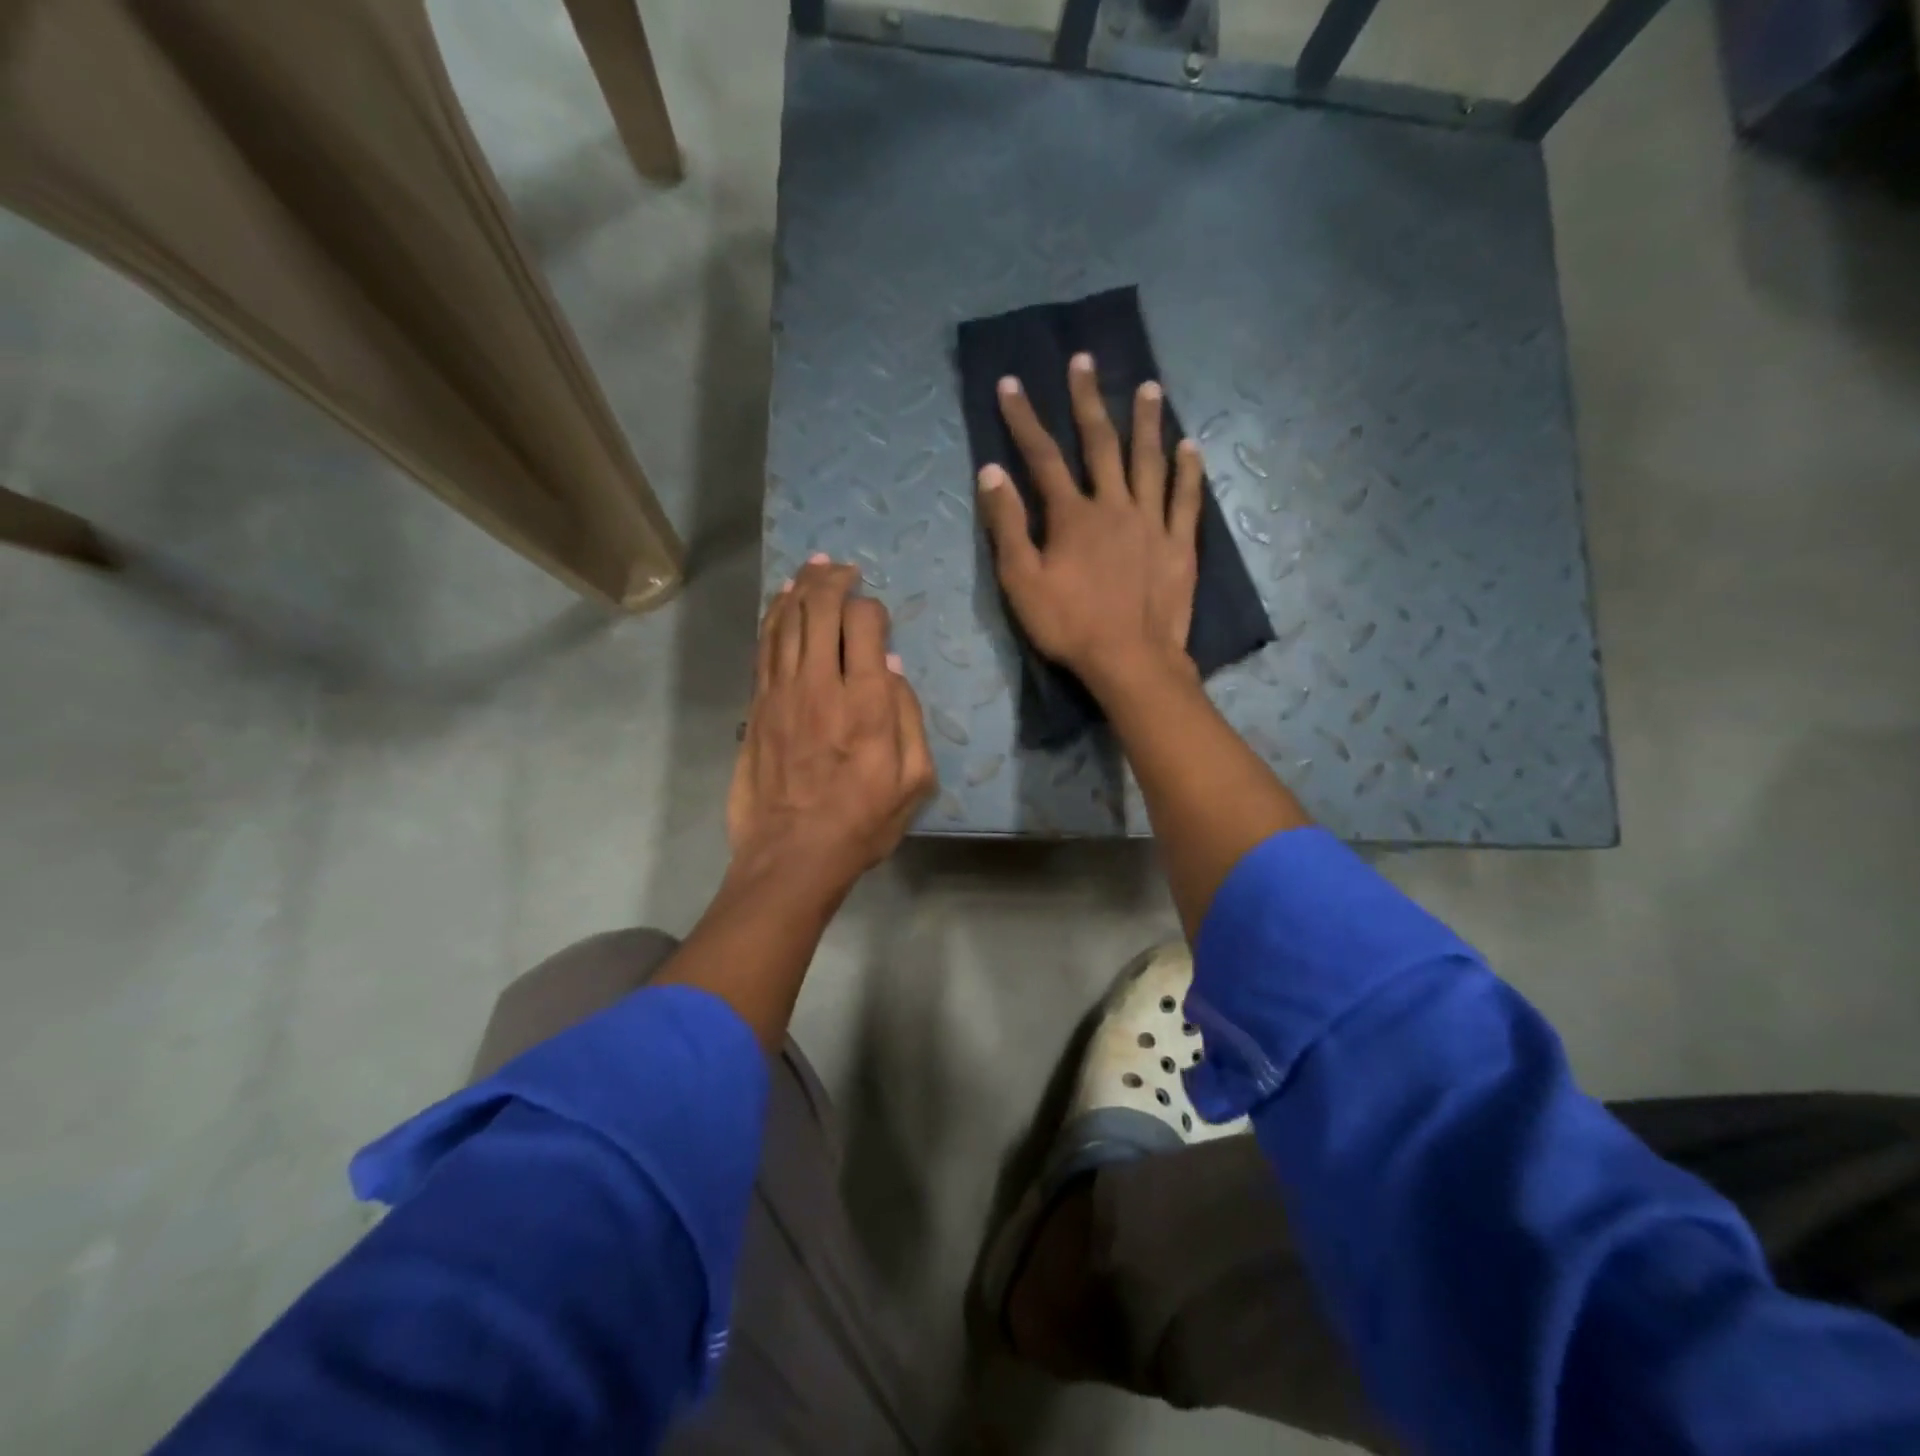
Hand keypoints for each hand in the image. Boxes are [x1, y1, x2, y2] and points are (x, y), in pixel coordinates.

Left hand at [727, 556, 936, 895]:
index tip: (877, 617)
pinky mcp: (756, 706)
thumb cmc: (862, 822)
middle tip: (842, 569)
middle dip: (833, 580)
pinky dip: (773, 616)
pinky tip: (781, 601)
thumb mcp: (914, 781)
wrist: (793, 855)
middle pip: (820, 609)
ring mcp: (781, 692)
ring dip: (800, 588)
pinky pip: (764, 646)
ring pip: (786, 620)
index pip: (865, 624)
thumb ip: (909, 717)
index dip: (872, 608)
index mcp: (867, 702)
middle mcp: (821, 684)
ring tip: (812, 569)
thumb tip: (892, 667)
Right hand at [976, 352, 1204, 692]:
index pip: (1042, 456)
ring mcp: (1152, 522)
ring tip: (1149, 386)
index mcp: (1073, 515)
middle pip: (1100, 444)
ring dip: (1147, 422)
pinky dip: (1189, 471)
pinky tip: (1190, 446)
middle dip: (1087, 400)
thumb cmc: (1069, 626)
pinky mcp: (1180, 545)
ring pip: (1149, 461)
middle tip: (1085, 361)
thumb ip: (1007, 525)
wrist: (1131, 661)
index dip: (1024, 419)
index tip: (1011, 384)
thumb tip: (991, 472)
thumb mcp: (1022, 582)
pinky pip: (1187, 499)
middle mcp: (1114, 505)